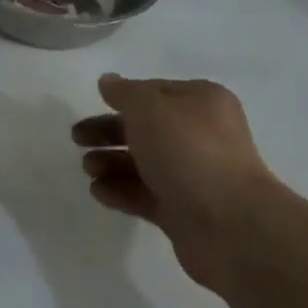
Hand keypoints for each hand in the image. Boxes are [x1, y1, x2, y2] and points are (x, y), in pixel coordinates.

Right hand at [71, 74, 274, 290]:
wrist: (230, 225)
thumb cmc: (188, 151)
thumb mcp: (149, 108)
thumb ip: (124, 92)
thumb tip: (109, 81)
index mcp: (201, 103)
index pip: (155, 92)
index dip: (123, 97)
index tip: (94, 103)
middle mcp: (201, 136)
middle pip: (145, 128)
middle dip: (109, 132)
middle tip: (77, 138)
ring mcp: (193, 175)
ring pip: (143, 163)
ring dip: (110, 163)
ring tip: (88, 169)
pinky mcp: (184, 211)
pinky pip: (145, 195)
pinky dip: (120, 192)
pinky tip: (98, 192)